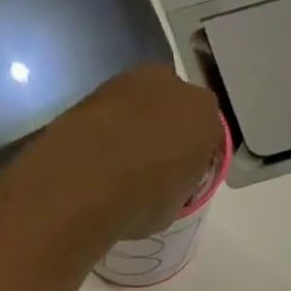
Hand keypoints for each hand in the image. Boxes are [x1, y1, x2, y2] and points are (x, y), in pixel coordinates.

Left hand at [19, 66, 223, 239]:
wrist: (83, 182)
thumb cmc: (140, 201)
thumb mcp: (171, 208)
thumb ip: (174, 187)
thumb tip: (161, 188)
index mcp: (204, 116)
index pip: (206, 136)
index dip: (191, 159)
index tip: (177, 179)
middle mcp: (173, 87)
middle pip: (172, 111)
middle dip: (162, 134)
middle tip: (145, 167)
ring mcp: (130, 82)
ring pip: (138, 107)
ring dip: (131, 127)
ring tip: (113, 162)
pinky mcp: (92, 90)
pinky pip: (107, 113)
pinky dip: (103, 129)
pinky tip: (91, 155)